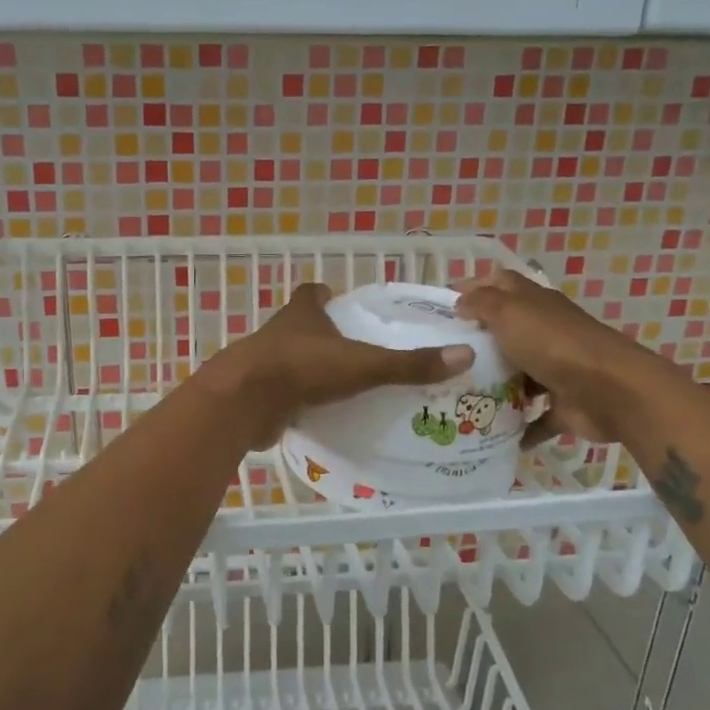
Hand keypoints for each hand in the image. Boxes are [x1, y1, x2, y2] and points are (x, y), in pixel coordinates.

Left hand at [200, 283, 474, 447]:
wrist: (244, 402)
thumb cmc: (303, 369)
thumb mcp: (363, 364)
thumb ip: (409, 364)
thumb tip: (464, 355)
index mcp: (302, 315)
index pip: (311, 293)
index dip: (325, 296)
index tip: (342, 303)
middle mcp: (280, 334)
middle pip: (301, 327)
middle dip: (323, 336)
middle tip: (356, 352)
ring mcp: (264, 365)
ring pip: (290, 361)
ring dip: (311, 371)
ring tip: (344, 387)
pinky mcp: (258, 396)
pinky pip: (283, 395)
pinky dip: (299, 402)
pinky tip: (321, 416)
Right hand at [455, 269, 664, 443]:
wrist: (612, 392)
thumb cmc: (554, 345)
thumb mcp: (510, 312)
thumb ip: (482, 303)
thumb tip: (460, 302)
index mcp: (535, 304)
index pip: (501, 285)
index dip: (473, 287)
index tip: (441, 305)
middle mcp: (546, 333)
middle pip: (507, 333)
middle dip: (476, 343)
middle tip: (440, 357)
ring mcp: (557, 370)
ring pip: (519, 375)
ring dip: (493, 386)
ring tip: (454, 398)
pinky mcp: (564, 405)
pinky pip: (535, 417)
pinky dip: (516, 428)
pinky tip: (487, 435)